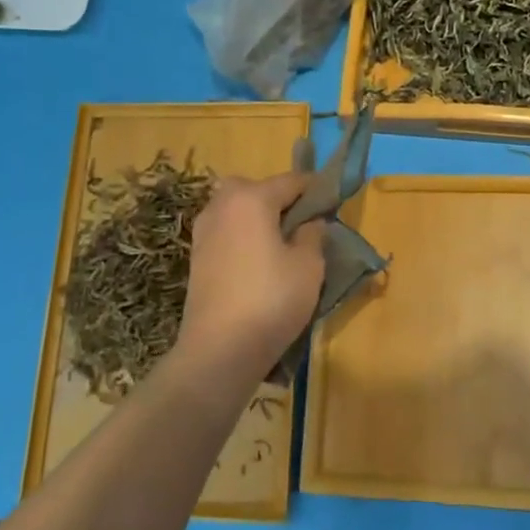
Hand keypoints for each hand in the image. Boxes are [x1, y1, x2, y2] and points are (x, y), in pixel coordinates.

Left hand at [175, 172, 325, 391]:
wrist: (219, 349)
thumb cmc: (271, 300)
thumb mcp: (309, 266)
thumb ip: (313, 234)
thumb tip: (310, 221)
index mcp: (251, 198)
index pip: (291, 181)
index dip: (316, 189)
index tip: (333, 203)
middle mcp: (222, 206)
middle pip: (256, 188)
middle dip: (279, 199)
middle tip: (301, 225)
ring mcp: (204, 231)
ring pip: (236, 209)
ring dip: (258, 217)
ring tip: (281, 246)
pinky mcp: (196, 256)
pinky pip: (226, 231)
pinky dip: (242, 236)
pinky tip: (258, 263)